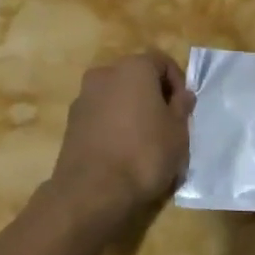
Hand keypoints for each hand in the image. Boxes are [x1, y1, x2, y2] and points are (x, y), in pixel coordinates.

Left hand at [47, 51, 194, 234]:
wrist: (92, 192)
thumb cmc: (144, 154)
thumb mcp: (178, 132)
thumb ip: (182, 108)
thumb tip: (183, 95)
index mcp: (134, 67)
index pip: (162, 62)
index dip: (178, 83)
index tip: (183, 110)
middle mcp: (105, 73)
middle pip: (137, 77)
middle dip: (153, 96)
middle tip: (166, 124)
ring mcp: (84, 97)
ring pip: (117, 96)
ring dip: (132, 110)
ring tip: (145, 141)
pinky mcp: (71, 122)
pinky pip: (101, 115)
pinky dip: (113, 125)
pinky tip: (123, 152)